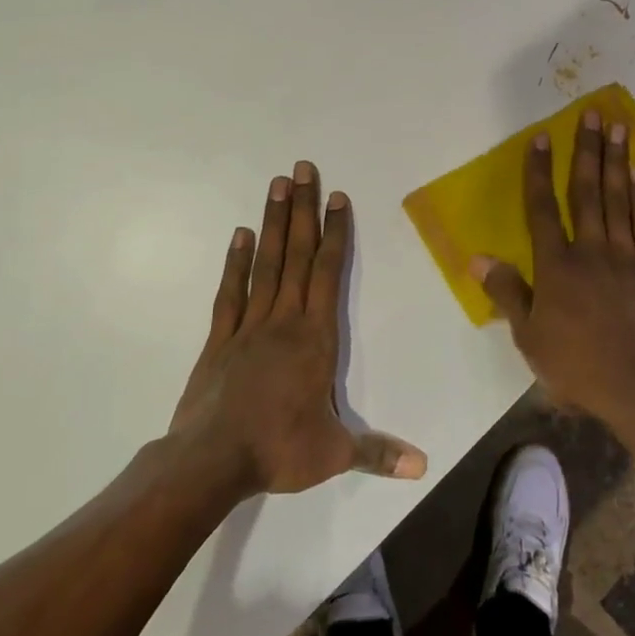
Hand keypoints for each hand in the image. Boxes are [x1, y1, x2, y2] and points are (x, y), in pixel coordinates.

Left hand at [169, 162, 427, 496]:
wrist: (210, 462)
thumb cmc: (278, 450)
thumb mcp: (334, 454)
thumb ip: (378, 453)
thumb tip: (424, 466)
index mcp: (315, 338)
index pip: (328, 273)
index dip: (334, 233)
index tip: (337, 198)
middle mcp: (284, 320)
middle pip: (296, 255)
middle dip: (303, 210)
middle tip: (303, 169)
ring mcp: (249, 325)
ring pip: (266, 264)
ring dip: (273, 223)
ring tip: (276, 185)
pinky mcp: (220, 338)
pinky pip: (231, 291)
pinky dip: (236, 261)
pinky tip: (240, 234)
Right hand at [471, 111, 634, 436]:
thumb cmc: (580, 367)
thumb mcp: (530, 338)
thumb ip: (507, 293)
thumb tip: (477, 257)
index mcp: (557, 266)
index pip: (542, 209)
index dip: (538, 171)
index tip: (540, 138)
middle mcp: (592, 250)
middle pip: (587, 191)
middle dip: (587, 150)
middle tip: (592, 114)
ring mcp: (627, 256)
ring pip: (618, 199)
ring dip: (617, 161)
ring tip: (618, 128)